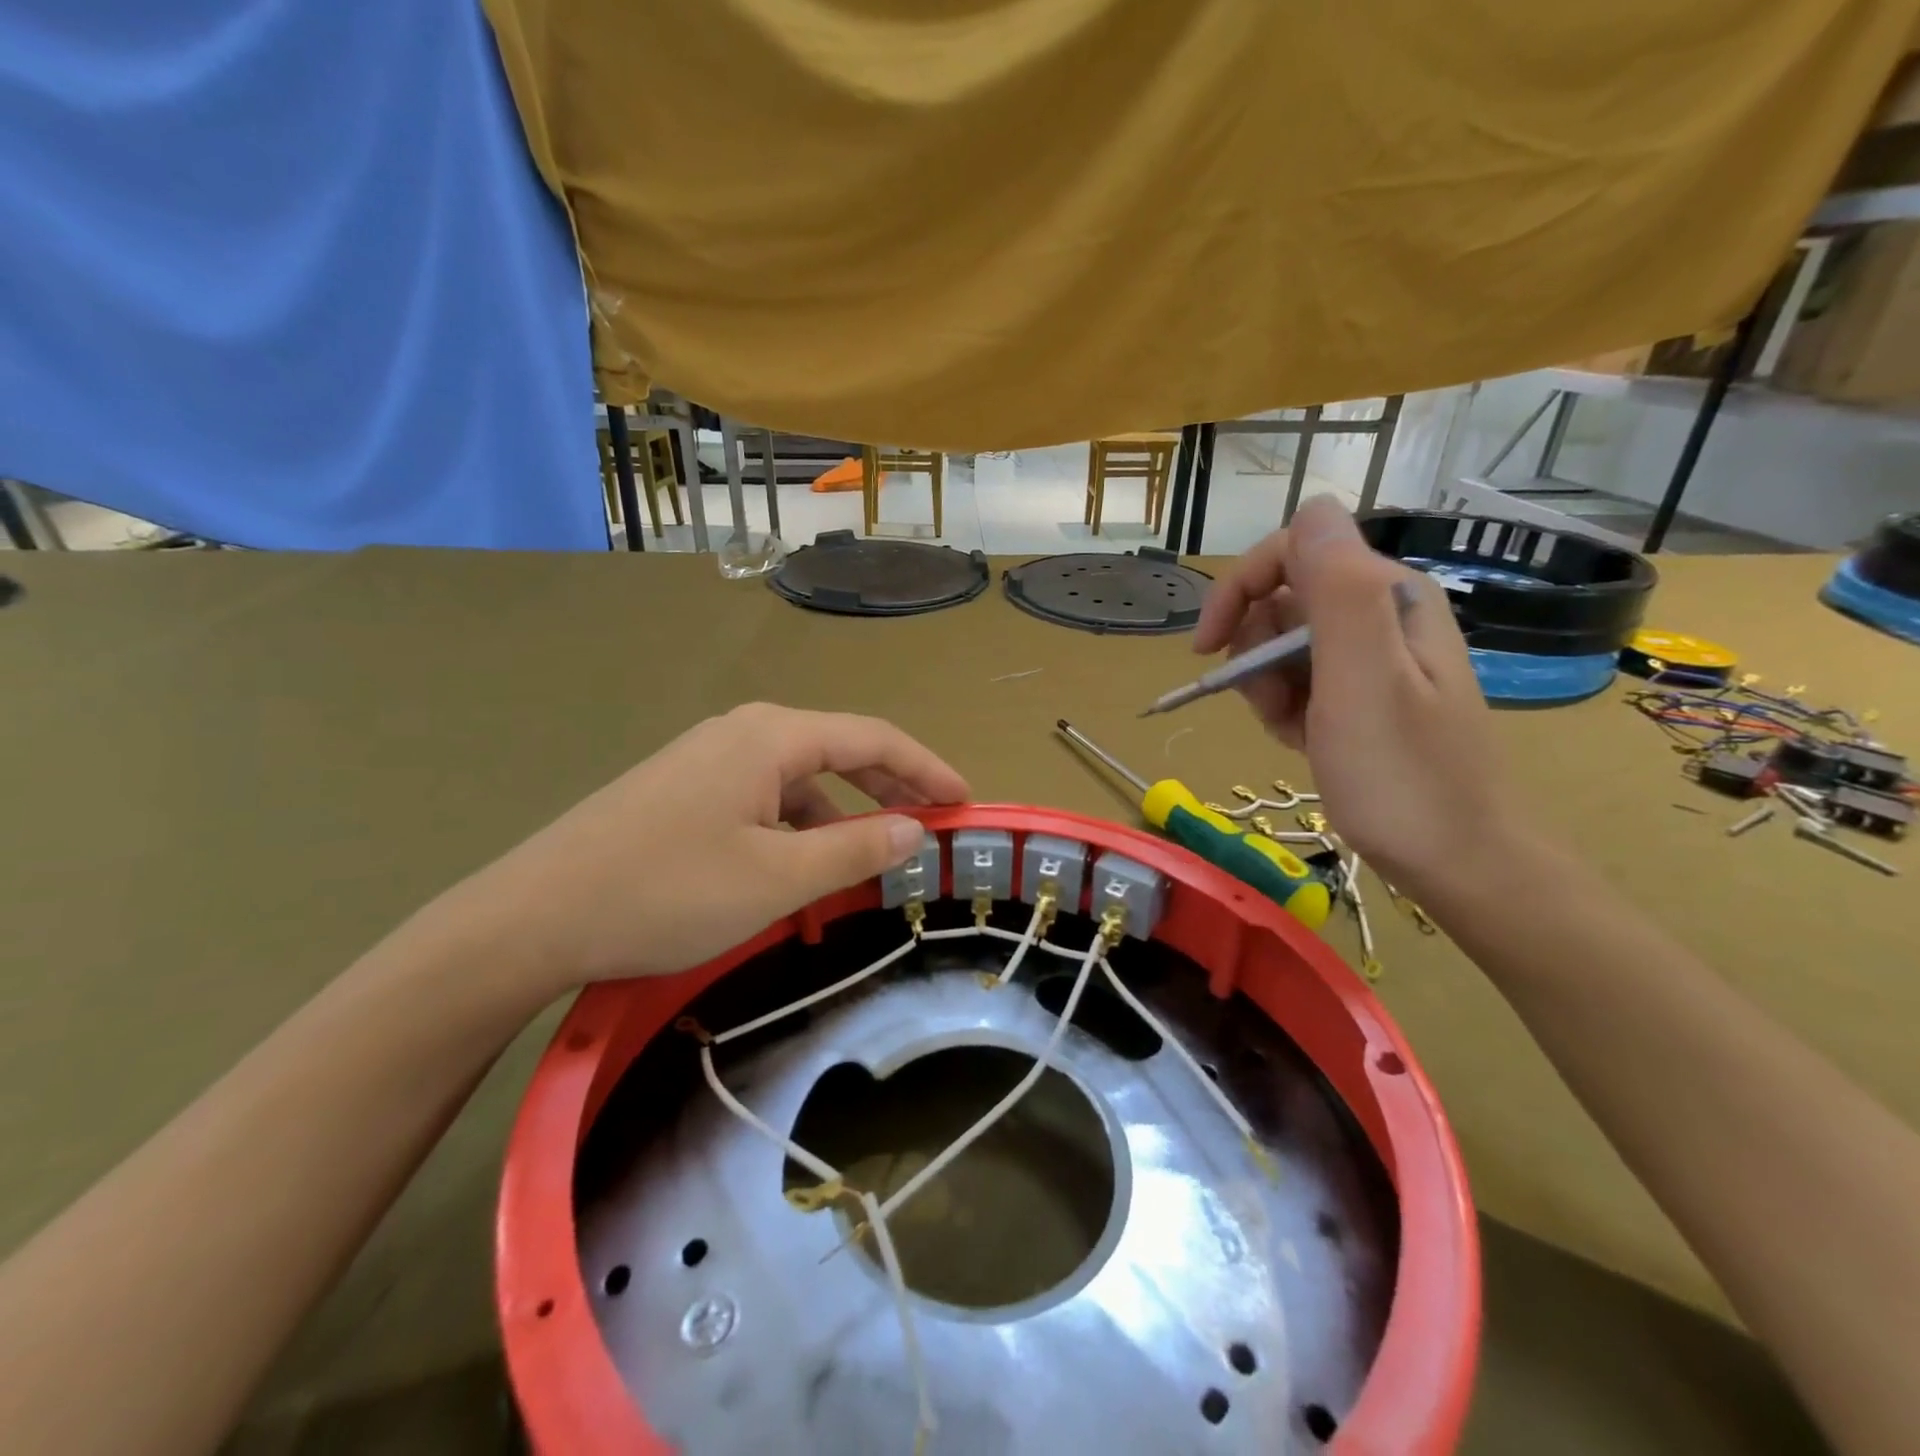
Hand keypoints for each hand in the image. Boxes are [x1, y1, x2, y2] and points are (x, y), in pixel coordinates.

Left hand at [451, 704, 967, 993]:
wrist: (532, 916)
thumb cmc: (667, 891)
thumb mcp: (777, 878)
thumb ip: (855, 851)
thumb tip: (915, 830)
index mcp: (772, 737)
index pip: (873, 738)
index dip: (926, 769)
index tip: (965, 802)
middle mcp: (743, 734)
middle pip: (838, 753)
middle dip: (889, 791)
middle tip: (930, 830)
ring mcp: (707, 761)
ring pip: (798, 783)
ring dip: (840, 820)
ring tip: (867, 865)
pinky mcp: (684, 792)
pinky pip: (762, 802)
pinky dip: (796, 832)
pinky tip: (798, 872)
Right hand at [1193, 497, 1529, 902]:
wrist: (1454, 860)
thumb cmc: (1401, 776)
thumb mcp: (1362, 680)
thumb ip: (1337, 589)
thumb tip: (1311, 508)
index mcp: (1388, 595)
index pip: (1295, 548)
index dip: (1240, 588)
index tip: (1206, 648)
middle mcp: (1382, 614)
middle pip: (1283, 597)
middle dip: (1254, 649)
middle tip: (1268, 703)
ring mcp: (1372, 657)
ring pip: (1283, 642)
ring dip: (1266, 685)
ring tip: (1290, 729)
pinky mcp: (1362, 694)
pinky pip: (1299, 680)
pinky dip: (1284, 708)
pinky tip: (1302, 741)